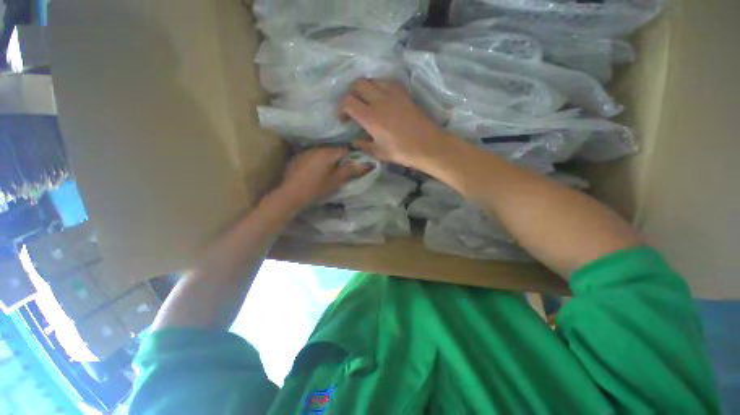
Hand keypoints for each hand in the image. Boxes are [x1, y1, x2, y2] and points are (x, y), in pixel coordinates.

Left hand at [273, 147, 367, 211]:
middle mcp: (317, 149)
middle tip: (342, 169)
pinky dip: (318, 160)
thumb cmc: (316, 189)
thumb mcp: (335, 182)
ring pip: (323, 152)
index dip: (352, 157)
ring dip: (328, 159)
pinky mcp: (298, 157)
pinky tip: (316, 170)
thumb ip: (350, 171)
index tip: (353, 166)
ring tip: (329, 170)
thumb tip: (365, 164)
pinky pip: (313, 155)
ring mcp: (306, 152)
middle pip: (333, 150)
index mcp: (327, 154)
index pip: (345, 150)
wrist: (291, 194)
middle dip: (339, 158)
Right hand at [340, 79, 453, 168]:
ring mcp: (393, 94)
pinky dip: (379, 86)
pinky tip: (382, 98)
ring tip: (367, 101)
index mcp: (370, 117)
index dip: (341, 108)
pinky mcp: (403, 93)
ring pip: (372, 80)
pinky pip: (387, 82)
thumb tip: (354, 140)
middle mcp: (379, 100)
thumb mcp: (379, 153)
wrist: (427, 145)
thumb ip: (363, 145)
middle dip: (351, 94)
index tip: (343, 119)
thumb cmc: (401, 151)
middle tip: (353, 107)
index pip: (347, 101)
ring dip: (365, 88)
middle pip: (357, 84)